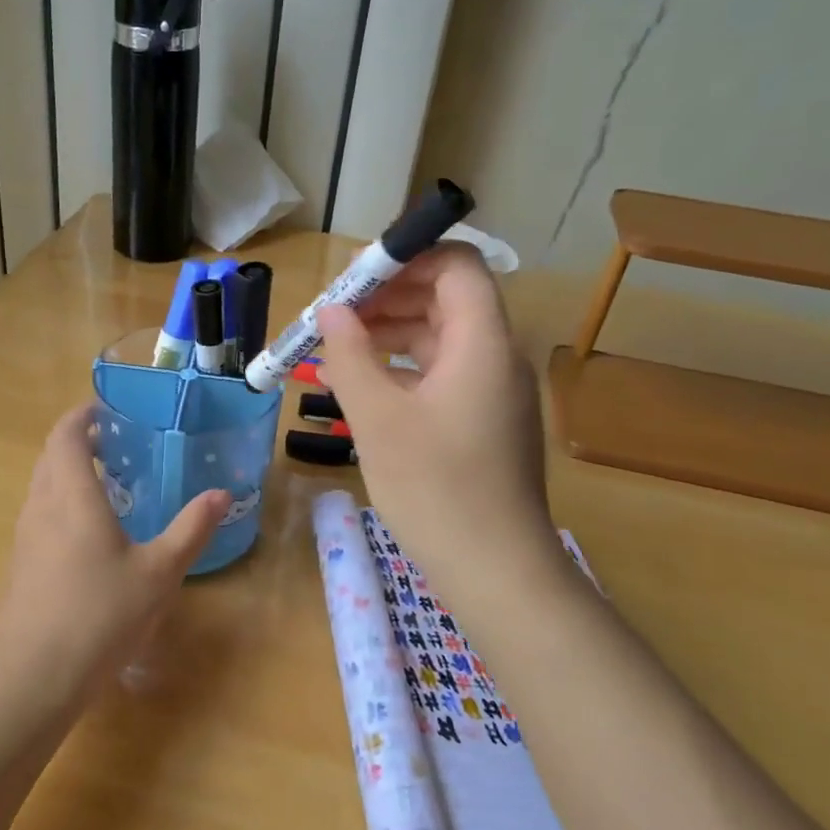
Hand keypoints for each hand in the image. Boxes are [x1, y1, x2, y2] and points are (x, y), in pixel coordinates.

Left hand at [0, 404, 229, 708]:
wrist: (36, 678)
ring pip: (41, 488)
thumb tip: (221, 494)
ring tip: (106, 486)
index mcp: (71, 497)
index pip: (65, 436)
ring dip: (66, 475)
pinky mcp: (18, 566)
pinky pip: (38, 516)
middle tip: (115, 445)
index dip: (81, 416)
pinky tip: (88, 536)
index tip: (105, 410)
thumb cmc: (101, 615)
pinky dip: (60, 505)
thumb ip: (191, 529)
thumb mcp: (159, 573)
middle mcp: (40, 508)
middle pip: (49, 457)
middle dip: (76, 443)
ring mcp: (24, 538)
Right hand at [316, 245, 562, 606]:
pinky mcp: (486, 423)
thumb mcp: (377, 419)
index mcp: (483, 343)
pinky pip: (444, 375)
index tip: (352, 277)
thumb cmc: (435, 488)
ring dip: (391, 334)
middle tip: (333, 315)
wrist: (496, 570)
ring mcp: (495, 393)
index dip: (405, 258)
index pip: (455, 265)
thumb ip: (350, 355)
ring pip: (442, 339)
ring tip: (338, 348)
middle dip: (387, 297)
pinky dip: (404, 369)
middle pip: (446, 298)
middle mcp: (497, 357)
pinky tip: (364, 387)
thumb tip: (332, 312)